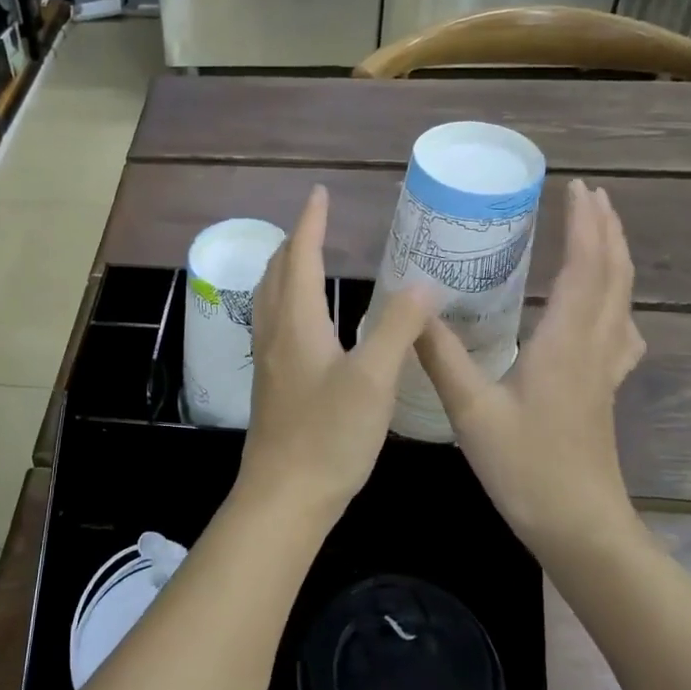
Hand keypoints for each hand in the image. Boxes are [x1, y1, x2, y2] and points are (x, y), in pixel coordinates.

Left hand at [239, 186, 437, 523]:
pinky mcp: (271, 383)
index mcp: (296, 322)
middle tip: (316, 222)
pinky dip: (286, 298)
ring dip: (285, 268)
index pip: (298, 255)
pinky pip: (273, 321)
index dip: (310, 222)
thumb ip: (397, 327)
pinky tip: (303, 320)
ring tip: (306, 258)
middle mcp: (274, 332)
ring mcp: (267, 359)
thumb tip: (422, 283)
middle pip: (276, 272)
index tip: (319, 194)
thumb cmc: (328, 435)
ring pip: (269, 297)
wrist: (284, 495)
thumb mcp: (373, 379)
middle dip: (293, 241)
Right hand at [415, 179, 646, 553]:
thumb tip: (413, 309)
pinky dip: (615, 301)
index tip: (575, 188)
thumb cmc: (527, 467)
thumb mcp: (472, 411)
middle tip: (589, 194)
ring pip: (622, 300)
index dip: (584, 225)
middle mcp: (594, 347)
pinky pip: (620, 330)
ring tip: (598, 232)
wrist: (580, 527)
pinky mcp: (604, 389)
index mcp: (566, 343)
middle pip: (613, 276)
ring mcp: (605, 370)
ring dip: (614, 258)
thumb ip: (442, 356)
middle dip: (605, 229)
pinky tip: (605, 309)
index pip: (585, 269)